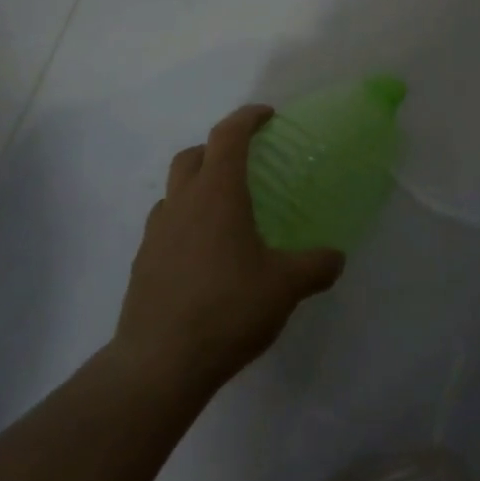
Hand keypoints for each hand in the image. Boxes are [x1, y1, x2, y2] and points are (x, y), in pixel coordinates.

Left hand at [112, 105, 344, 391]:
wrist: (158, 365)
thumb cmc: (227, 309)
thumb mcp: (285, 286)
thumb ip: (316, 266)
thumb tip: (336, 258)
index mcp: (217, 194)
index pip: (228, 136)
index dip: (247, 118)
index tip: (267, 115)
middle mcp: (182, 203)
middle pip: (193, 155)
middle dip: (217, 148)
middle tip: (244, 163)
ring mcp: (156, 233)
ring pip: (174, 190)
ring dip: (196, 186)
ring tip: (224, 213)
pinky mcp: (143, 263)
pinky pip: (165, 226)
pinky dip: (184, 223)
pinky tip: (204, 255)